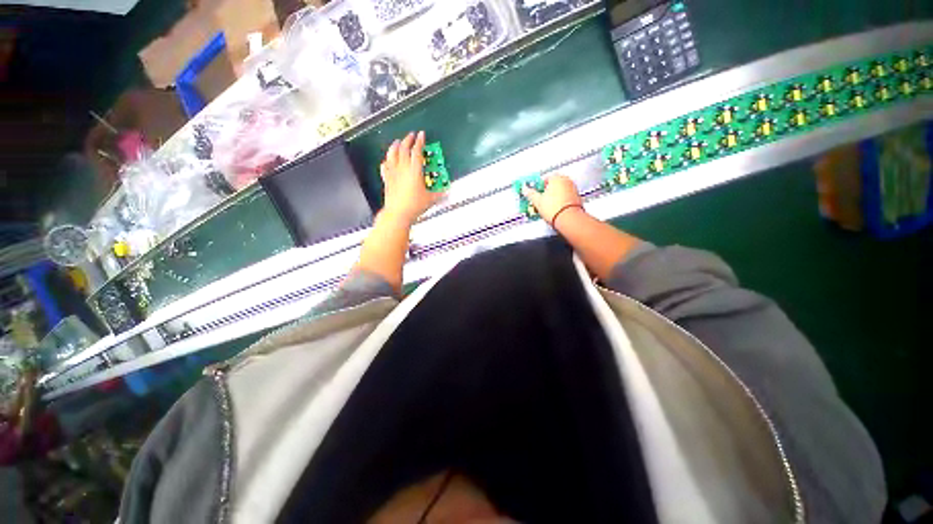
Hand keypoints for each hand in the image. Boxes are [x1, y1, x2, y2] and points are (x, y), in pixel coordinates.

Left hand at [380, 131, 443, 225]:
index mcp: (415, 171)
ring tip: (398, 142)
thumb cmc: (414, 206)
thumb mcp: (430, 199)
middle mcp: (403, 168)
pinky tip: (387, 160)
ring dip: (395, 146)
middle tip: (411, 135)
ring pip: (392, 154)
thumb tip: (446, 191)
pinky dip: (387, 160)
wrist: (398, 213)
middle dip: (408, 139)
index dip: (420, 141)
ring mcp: (393, 173)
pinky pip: (385, 166)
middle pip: (404, 148)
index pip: (417, 151)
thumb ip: (439, 193)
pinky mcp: (387, 179)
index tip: (421, 135)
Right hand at [520, 175, 583, 224]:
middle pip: (552, 185)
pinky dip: (560, 202)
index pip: (543, 179)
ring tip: (546, 207)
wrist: (569, 219)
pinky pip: (565, 198)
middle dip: (545, 193)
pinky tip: (555, 210)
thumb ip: (530, 194)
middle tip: (539, 201)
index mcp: (556, 177)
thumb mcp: (537, 201)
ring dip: (552, 198)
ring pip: (559, 191)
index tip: (533, 193)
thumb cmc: (555, 209)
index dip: (537, 188)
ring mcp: (573, 189)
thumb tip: (526, 190)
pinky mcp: (577, 198)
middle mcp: (566, 181)